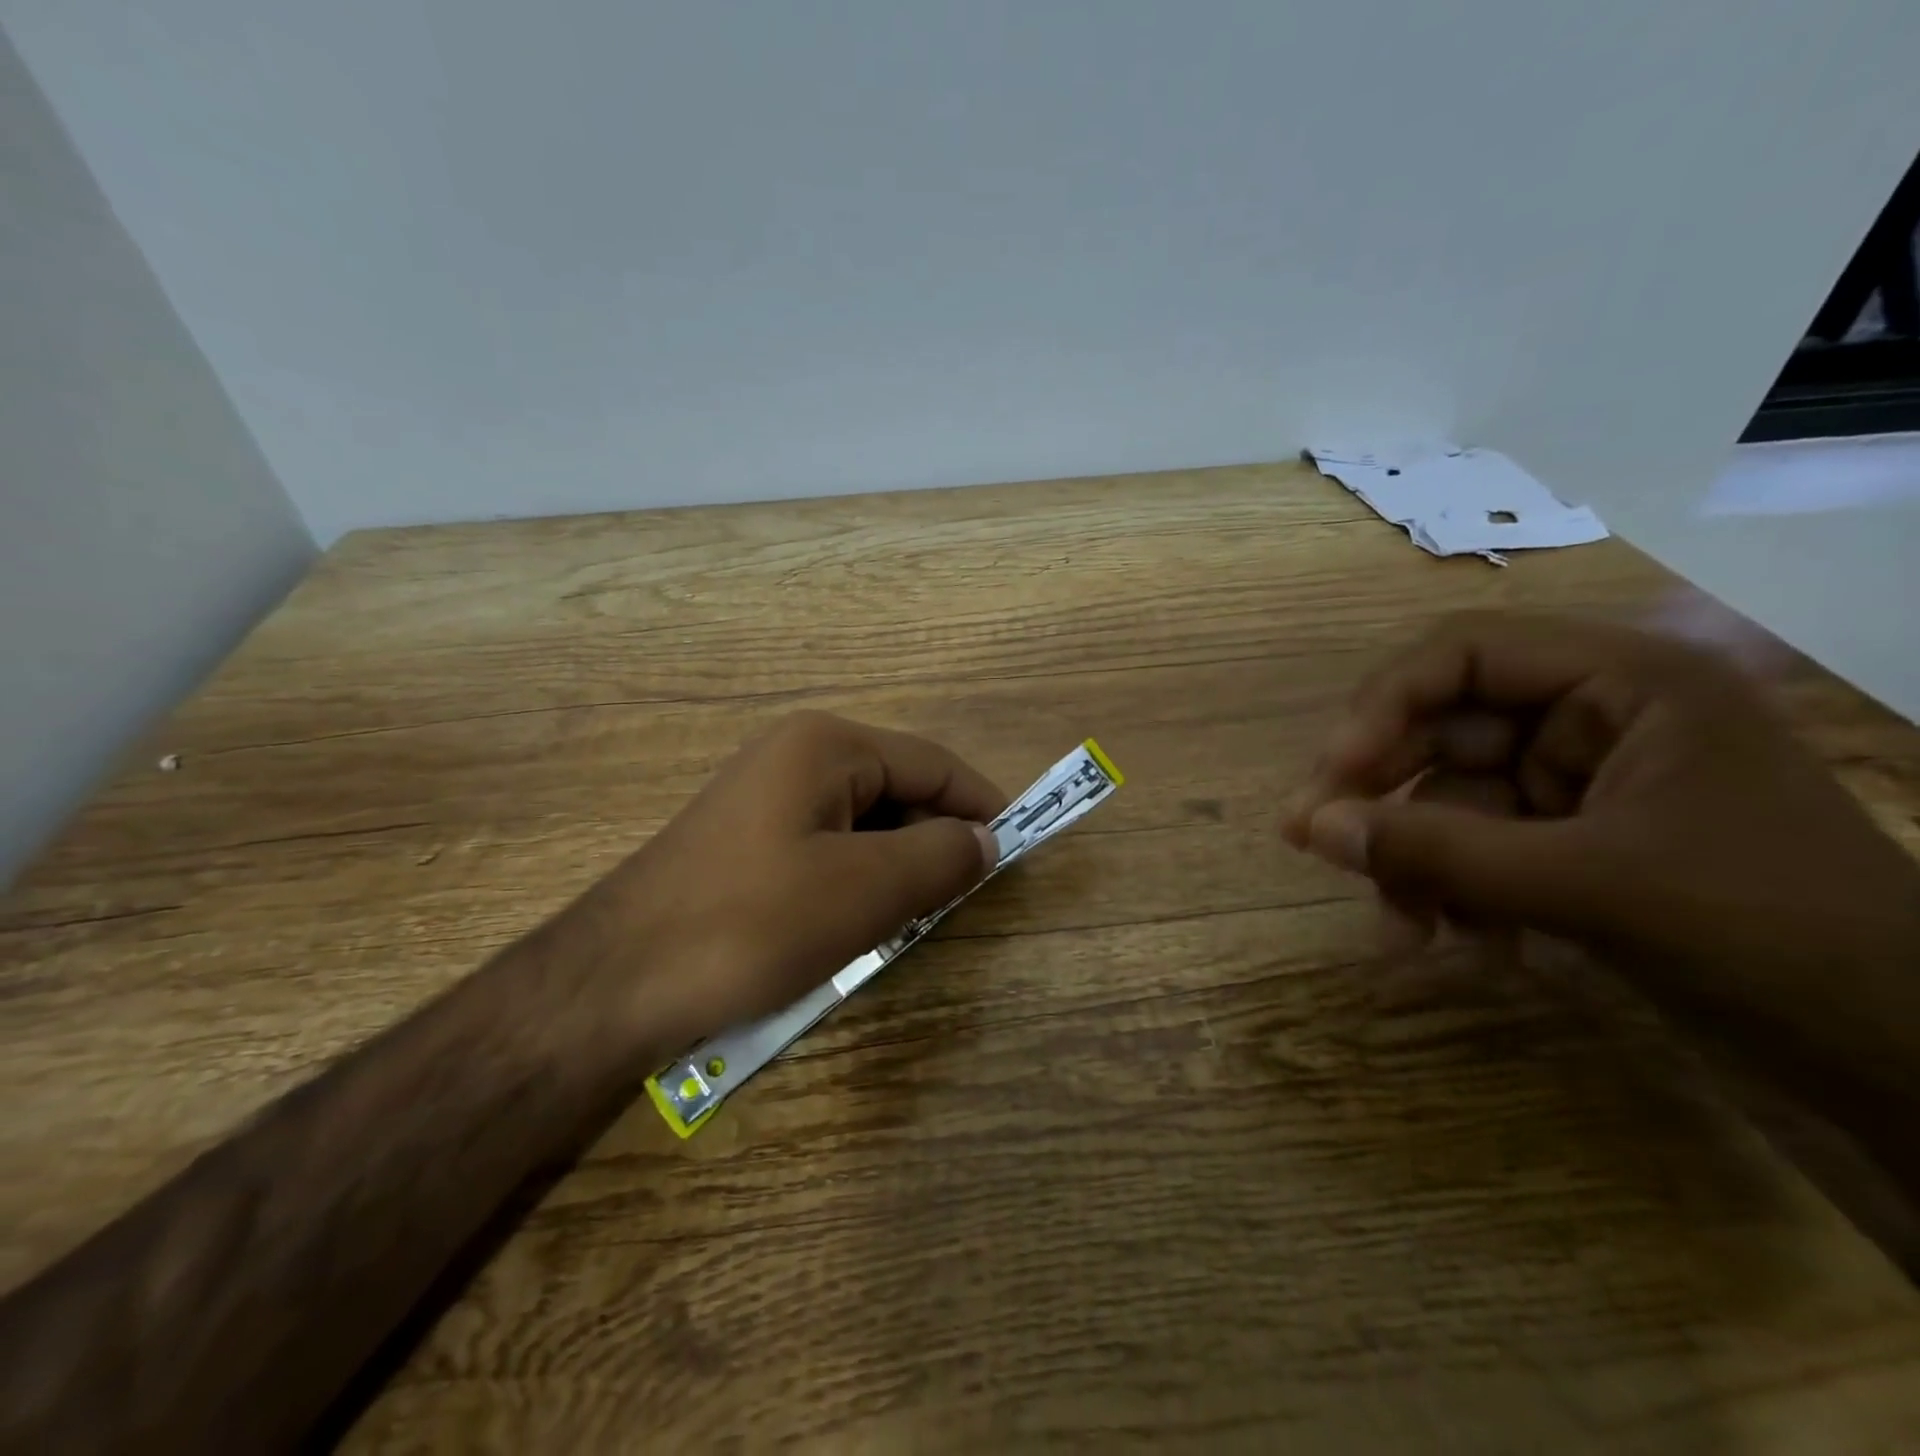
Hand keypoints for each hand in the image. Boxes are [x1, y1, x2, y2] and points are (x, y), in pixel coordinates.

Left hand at [589, 711, 1005, 1048]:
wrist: (611, 983)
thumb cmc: (750, 925)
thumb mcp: (864, 892)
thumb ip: (940, 857)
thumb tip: (985, 839)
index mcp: (828, 746)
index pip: (933, 763)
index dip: (981, 804)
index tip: (1015, 850)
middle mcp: (796, 754)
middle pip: (896, 787)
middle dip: (935, 838)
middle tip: (962, 897)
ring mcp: (764, 795)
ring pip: (862, 821)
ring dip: (896, 863)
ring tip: (911, 916)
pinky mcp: (745, 838)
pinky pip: (825, 845)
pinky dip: (855, 876)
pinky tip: (854, 921)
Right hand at [1281, 612, 1919, 1080]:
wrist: (1907, 1064)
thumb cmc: (1771, 937)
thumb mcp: (1589, 887)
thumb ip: (1436, 853)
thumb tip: (1311, 829)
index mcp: (1624, 684)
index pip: (1465, 654)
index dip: (1385, 705)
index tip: (1333, 775)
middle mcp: (1596, 719)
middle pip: (1444, 731)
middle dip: (1386, 797)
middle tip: (1316, 845)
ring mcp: (1582, 785)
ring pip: (1451, 802)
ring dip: (1416, 864)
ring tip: (1404, 934)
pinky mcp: (1573, 845)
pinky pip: (1477, 849)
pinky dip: (1453, 893)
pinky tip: (1460, 947)